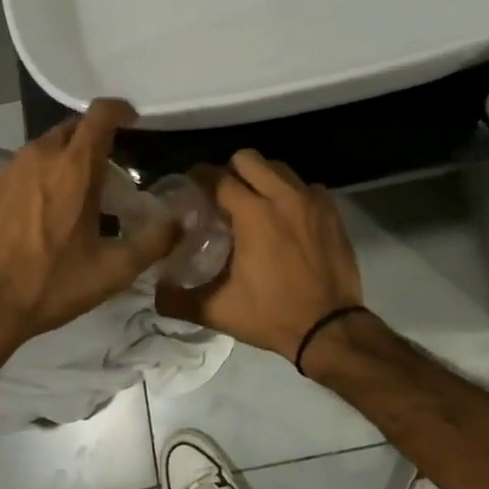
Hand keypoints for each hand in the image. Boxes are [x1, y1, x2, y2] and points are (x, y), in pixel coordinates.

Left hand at [0, 99, 178, 345]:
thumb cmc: (48, 283)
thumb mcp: (111, 271)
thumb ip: (154, 242)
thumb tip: (183, 222)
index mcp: (73, 166)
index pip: (100, 114)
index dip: (120, 110)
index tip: (134, 121)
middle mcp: (40, 156)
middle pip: (74, 128)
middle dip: (95, 138)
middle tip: (112, 167)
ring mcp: (10, 169)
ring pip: (48, 147)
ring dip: (68, 158)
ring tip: (82, 192)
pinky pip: (26, 166)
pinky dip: (44, 174)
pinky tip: (48, 211)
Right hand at [156, 150, 363, 358]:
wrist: (330, 329)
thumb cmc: (272, 315)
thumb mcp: (219, 311)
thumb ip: (180, 300)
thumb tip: (156, 292)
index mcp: (253, 214)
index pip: (217, 177)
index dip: (199, 177)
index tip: (190, 185)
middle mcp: (282, 196)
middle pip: (248, 159)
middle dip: (230, 170)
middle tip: (222, 194)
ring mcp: (311, 200)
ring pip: (279, 168)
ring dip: (262, 178)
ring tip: (254, 202)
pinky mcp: (331, 210)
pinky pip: (306, 186)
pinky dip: (292, 194)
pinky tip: (286, 216)